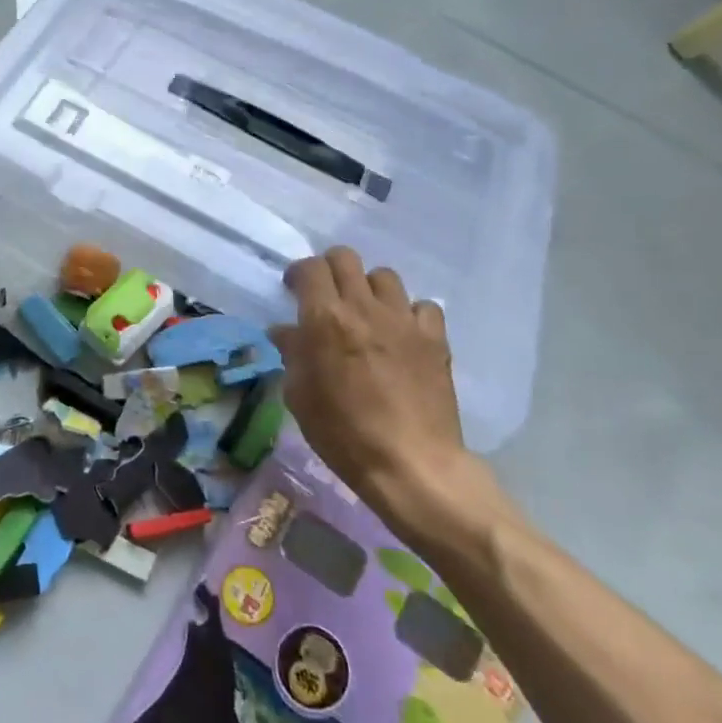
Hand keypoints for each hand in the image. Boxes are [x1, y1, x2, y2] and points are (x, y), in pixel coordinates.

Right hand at [271, 248, 488, 549]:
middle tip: (326, 295)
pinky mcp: (435, 338)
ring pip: (384, 276)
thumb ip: (292, 354)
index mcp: (325, 319)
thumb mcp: (300, 396)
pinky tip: (402, 334)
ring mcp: (404, 320)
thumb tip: (286, 332)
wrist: (410, 464)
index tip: (294, 290)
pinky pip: (422, 306)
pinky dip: (408, 313)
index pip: (310, 268)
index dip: (299, 274)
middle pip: (346, 258)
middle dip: (330, 269)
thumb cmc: (342, 433)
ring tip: (366, 314)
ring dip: (369, 288)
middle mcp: (364, 308)